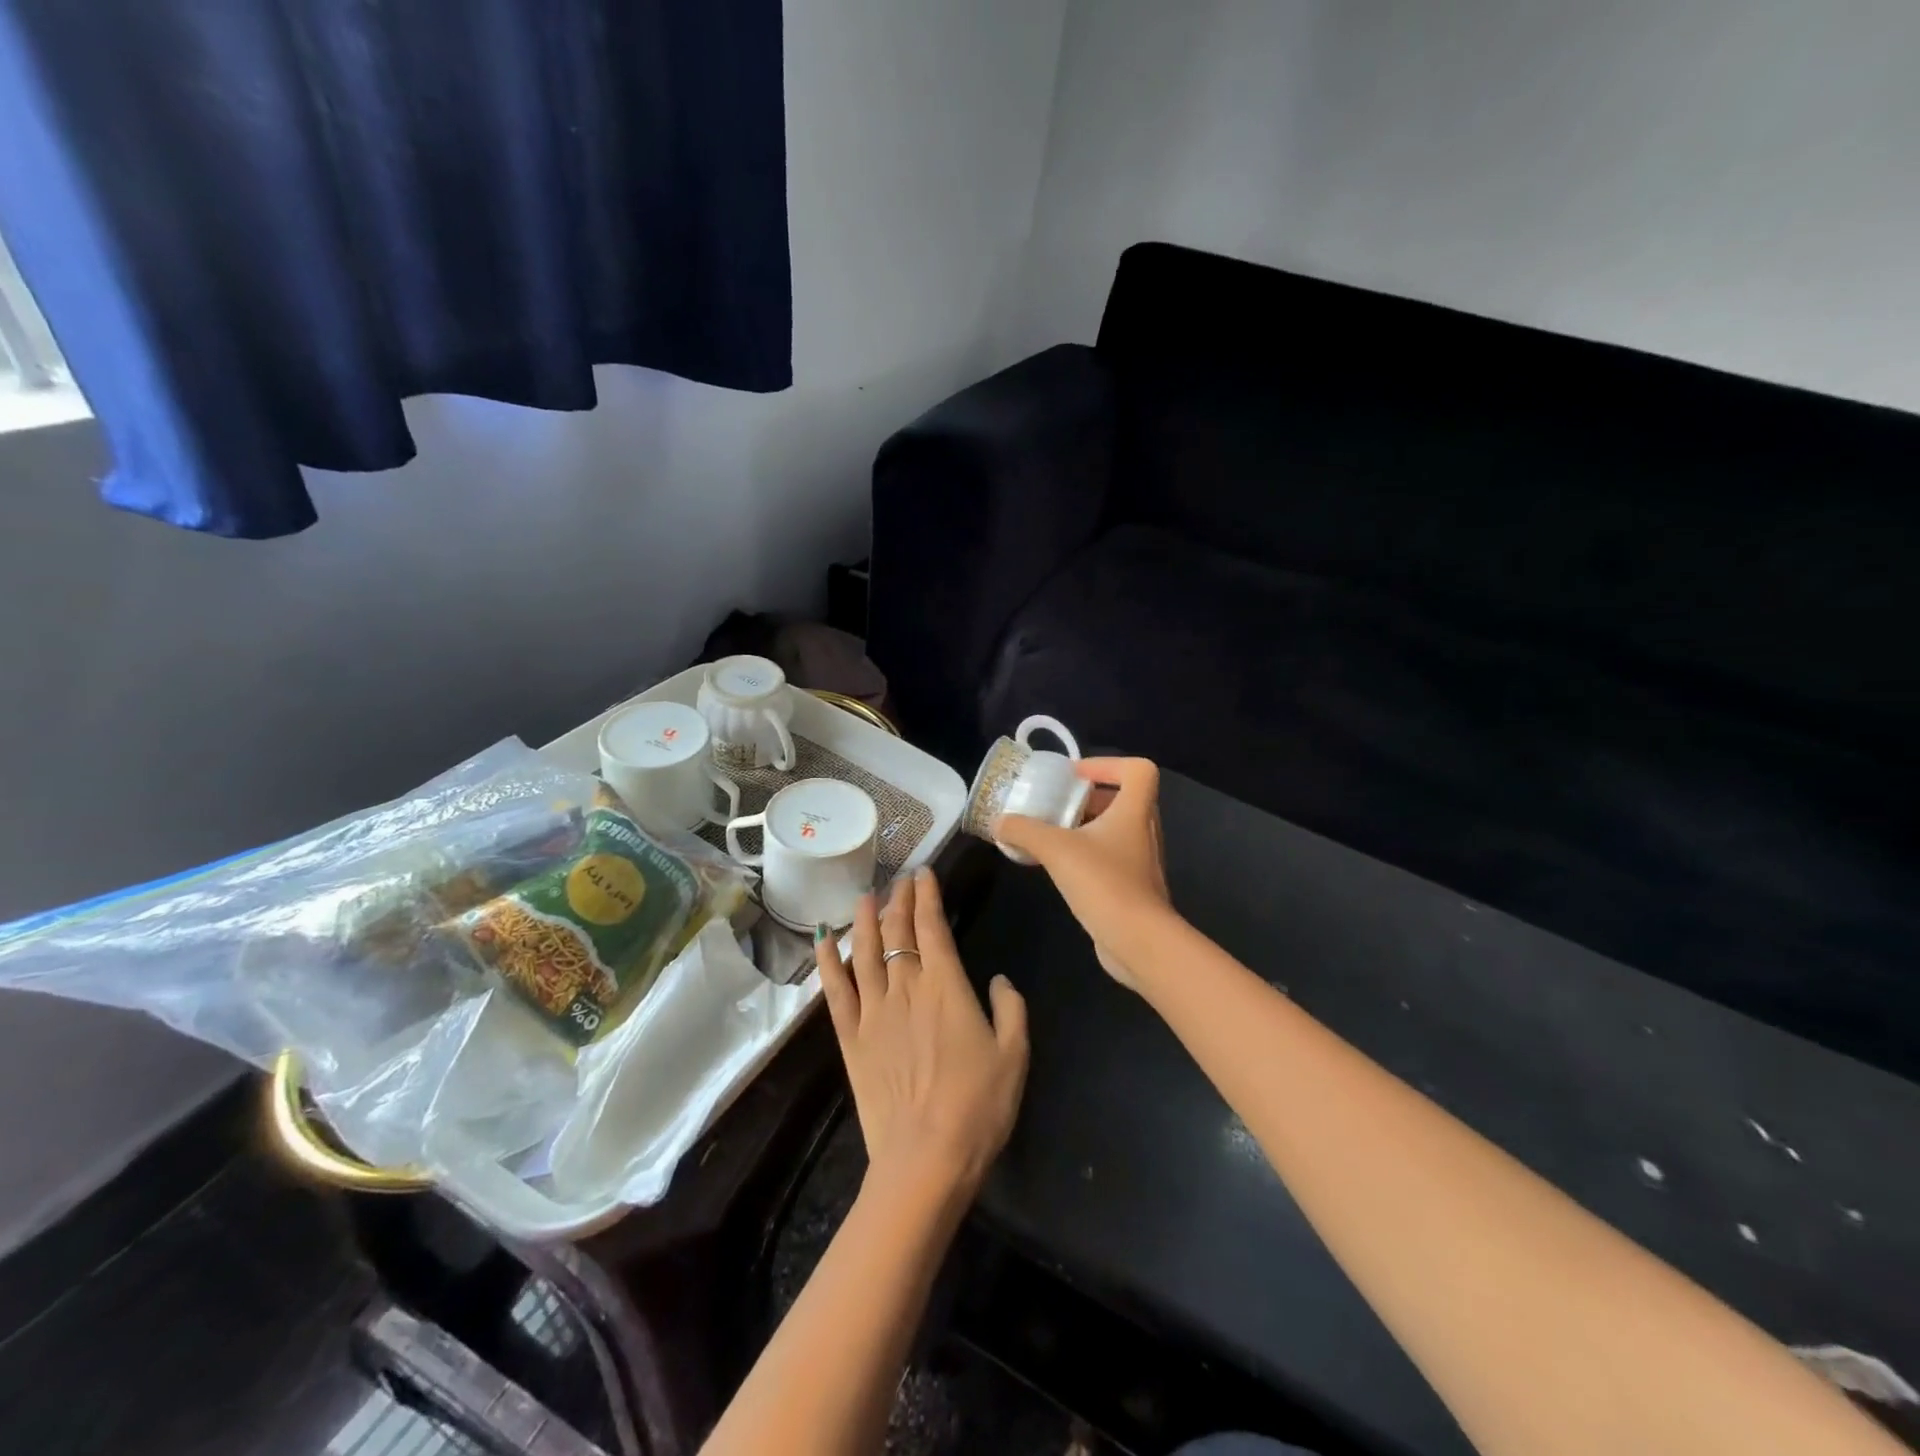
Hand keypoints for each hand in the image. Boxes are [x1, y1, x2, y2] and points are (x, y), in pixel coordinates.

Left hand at [816, 867, 1028, 1198]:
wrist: (925, 1160)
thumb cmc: (978, 1107)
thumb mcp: (1014, 1055)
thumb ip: (1011, 1009)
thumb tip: (1000, 980)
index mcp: (945, 986)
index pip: (932, 926)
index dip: (928, 896)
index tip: (924, 874)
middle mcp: (905, 987)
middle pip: (898, 932)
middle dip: (900, 900)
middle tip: (901, 880)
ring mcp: (873, 1012)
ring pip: (865, 952)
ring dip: (865, 921)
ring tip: (865, 897)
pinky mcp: (851, 1038)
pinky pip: (835, 991)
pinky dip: (828, 963)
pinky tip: (824, 941)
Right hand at [994, 757, 1169, 988]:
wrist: (1138, 941)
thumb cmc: (1104, 882)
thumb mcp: (1056, 849)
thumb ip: (1024, 830)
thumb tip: (998, 821)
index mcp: (1135, 810)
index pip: (1138, 770)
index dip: (1108, 765)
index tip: (1075, 776)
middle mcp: (1143, 830)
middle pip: (1122, 799)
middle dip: (1087, 798)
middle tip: (1056, 804)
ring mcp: (1140, 860)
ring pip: (1114, 830)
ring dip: (1084, 827)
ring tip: (1050, 833)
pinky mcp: (1132, 886)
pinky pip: (1109, 857)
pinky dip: (1086, 853)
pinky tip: (1058, 867)